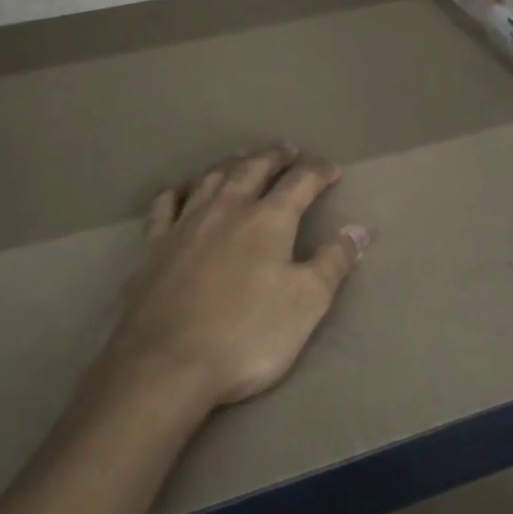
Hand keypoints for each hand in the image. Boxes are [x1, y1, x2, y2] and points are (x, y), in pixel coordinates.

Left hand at [98, 146, 369, 410]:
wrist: (168, 363)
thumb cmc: (248, 334)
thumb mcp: (307, 302)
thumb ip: (334, 262)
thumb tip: (359, 229)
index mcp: (267, 220)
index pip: (300, 183)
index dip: (319, 173)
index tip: (333, 170)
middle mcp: (226, 210)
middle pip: (252, 169)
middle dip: (273, 157)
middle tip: (287, 150)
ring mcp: (185, 225)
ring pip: (211, 179)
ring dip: (231, 165)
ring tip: (242, 160)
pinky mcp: (153, 247)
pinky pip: (166, 205)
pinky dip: (179, 191)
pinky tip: (183, 191)